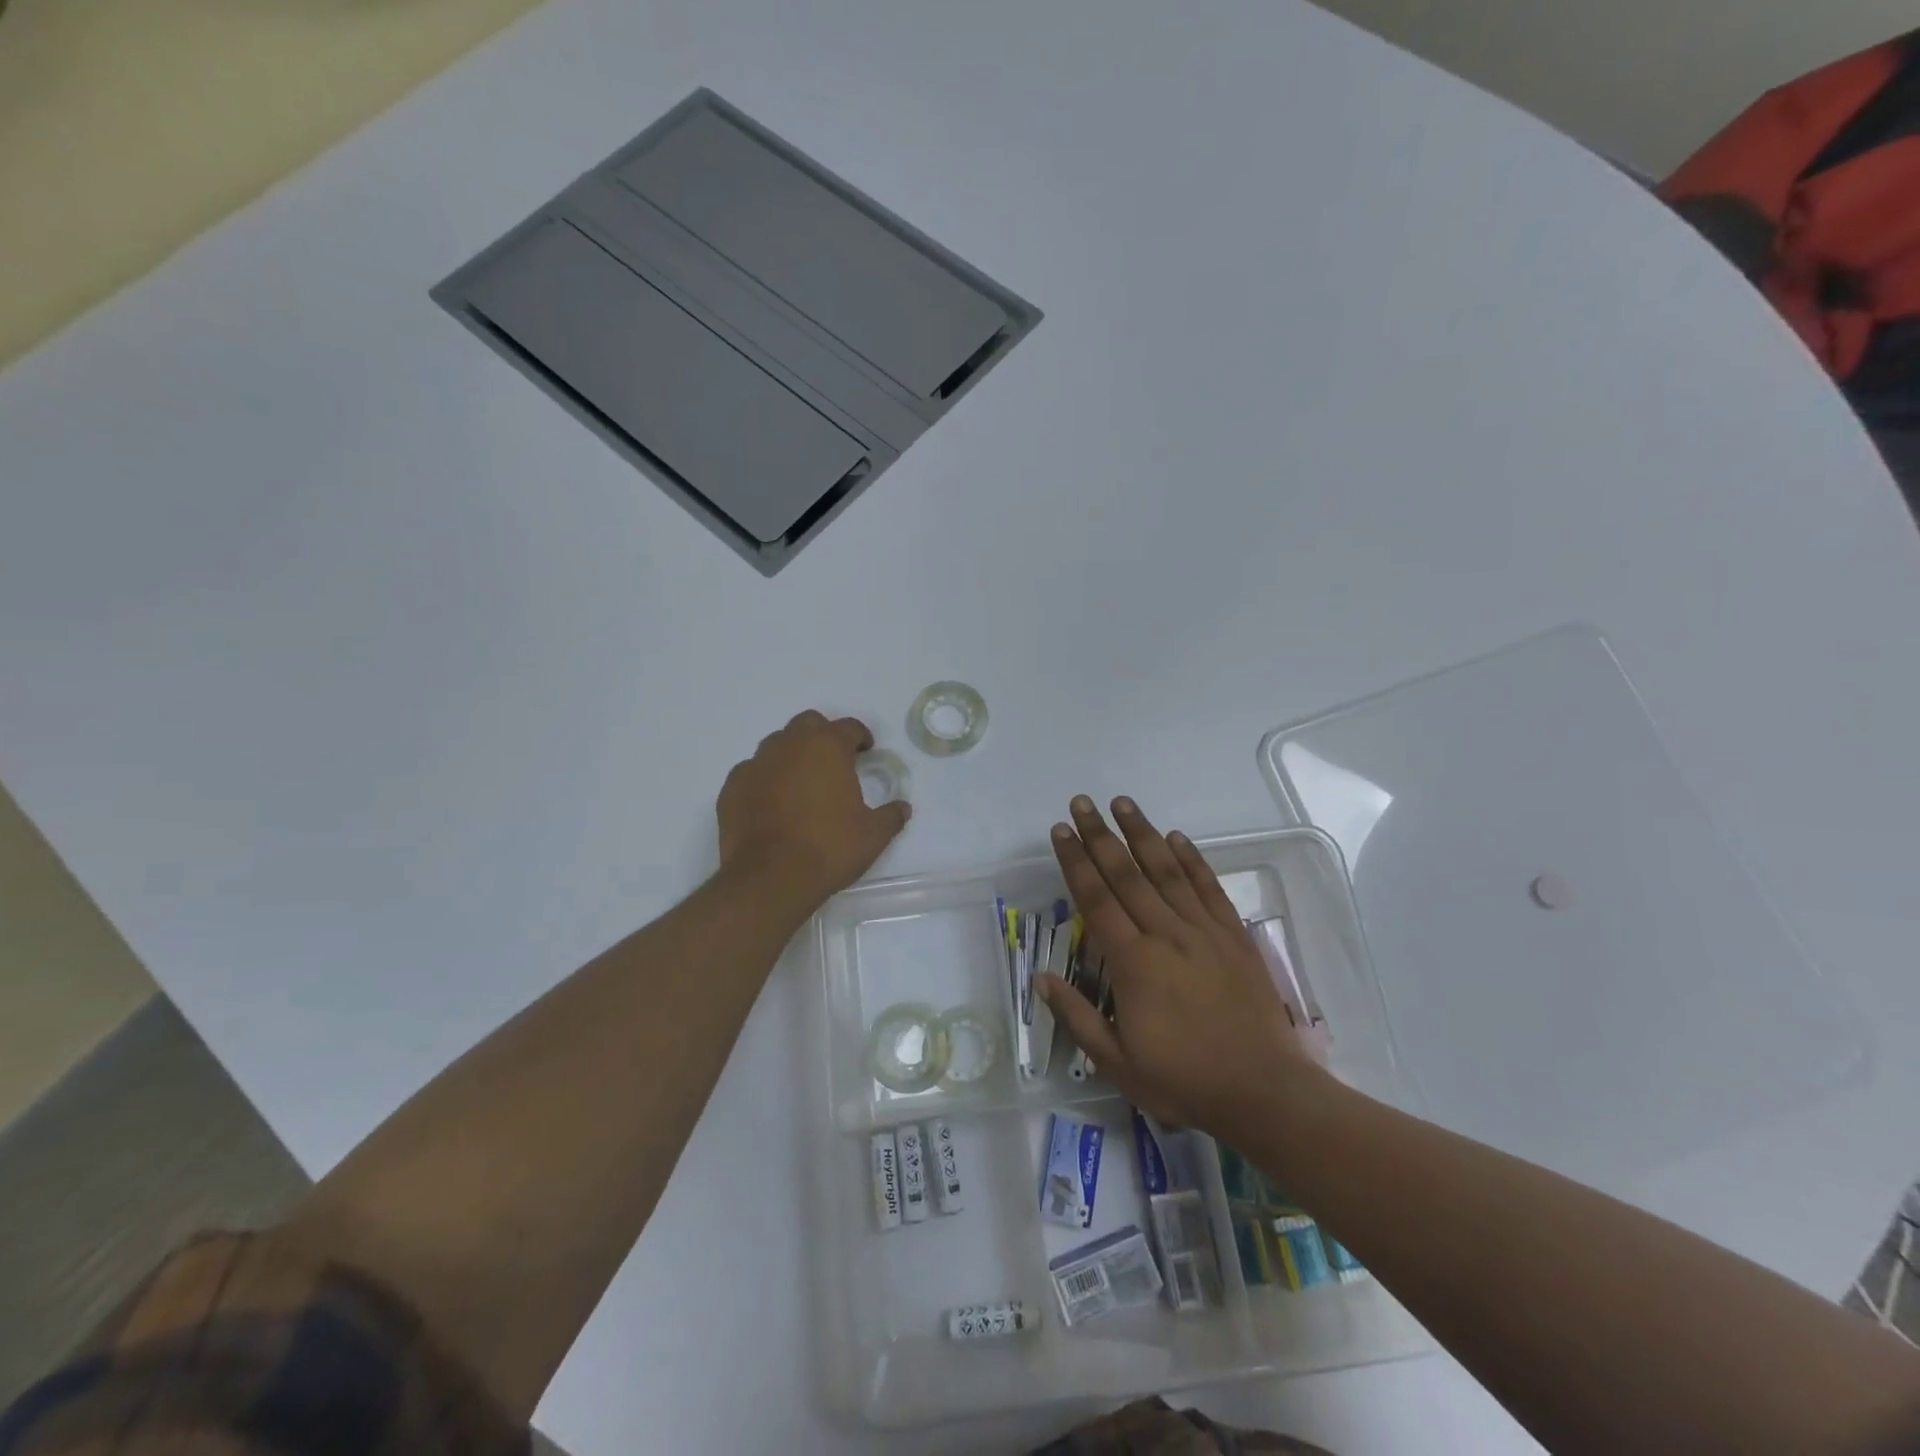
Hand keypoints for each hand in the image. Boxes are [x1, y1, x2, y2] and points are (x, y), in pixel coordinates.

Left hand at [717, 710, 910, 906]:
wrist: (769, 878)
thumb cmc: (829, 848)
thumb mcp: (873, 835)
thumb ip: (891, 816)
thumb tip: (903, 808)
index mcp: (827, 747)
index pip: (848, 727)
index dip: (860, 737)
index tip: (866, 751)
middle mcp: (789, 745)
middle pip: (808, 724)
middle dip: (823, 737)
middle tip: (834, 762)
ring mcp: (756, 764)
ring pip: (777, 745)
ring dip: (792, 755)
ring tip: (802, 784)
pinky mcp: (732, 787)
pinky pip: (752, 772)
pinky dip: (765, 780)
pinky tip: (772, 803)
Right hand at [1037, 796, 1325, 1138]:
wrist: (1264, 1091)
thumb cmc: (1185, 1081)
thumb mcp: (1118, 1064)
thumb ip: (1078, 1017)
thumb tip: (1041, 978)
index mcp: (1134, 963)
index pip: (1096, 900)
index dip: (1075, 862)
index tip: (1061, 830)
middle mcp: (1167, 934)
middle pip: (1127, 875)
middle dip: (1100, 836)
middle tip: (1082, 802)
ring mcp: (1204, 932)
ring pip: (1167, 871)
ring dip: (1142, 834)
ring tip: (1123, 803)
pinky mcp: (1234, 937)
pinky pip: (1209, 888)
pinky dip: (1192, 860)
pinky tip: (1177, 838)